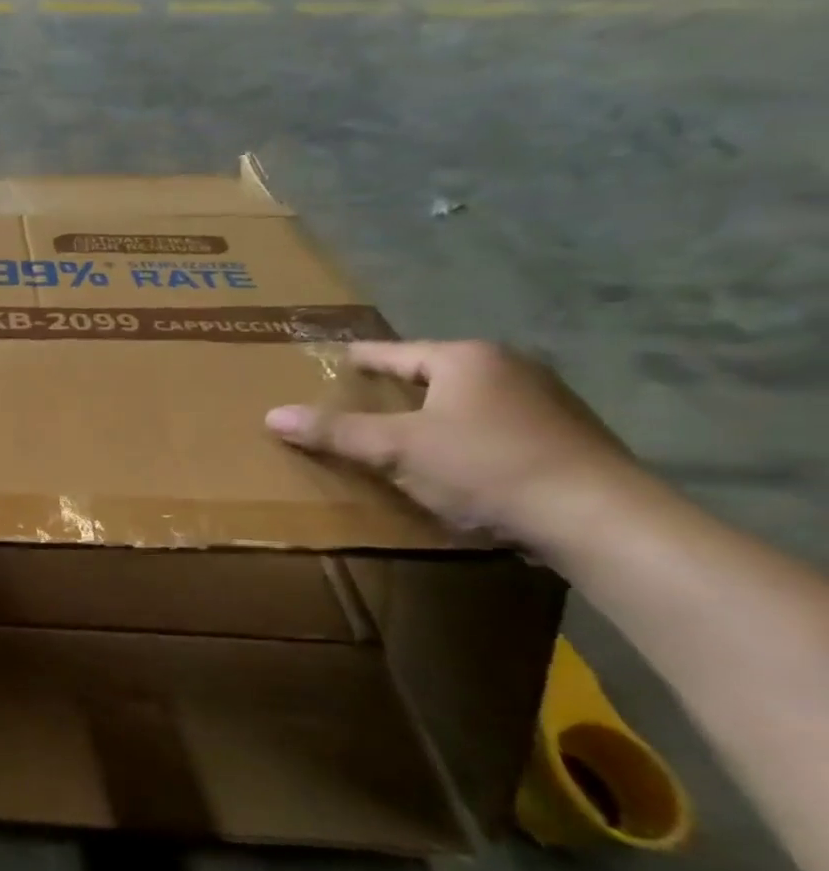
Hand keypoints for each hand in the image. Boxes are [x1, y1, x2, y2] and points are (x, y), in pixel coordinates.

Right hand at [265, 340, 636, 544]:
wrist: (599, 518)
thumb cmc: (486, 467)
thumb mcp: (397, 449)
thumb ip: (336, 432)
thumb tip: (272, 416)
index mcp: (466, 358)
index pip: (397, 351)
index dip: (361, 358)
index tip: (336, 360)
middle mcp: (510, 367)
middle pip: (436, 372)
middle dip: (400, 386)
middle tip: (363, 400)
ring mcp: (548, 401)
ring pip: (470, 400)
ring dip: (437, 413)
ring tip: (406, 432)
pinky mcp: (570, 437)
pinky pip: (499, 425)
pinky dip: (470, 435)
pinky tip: (460, 461)